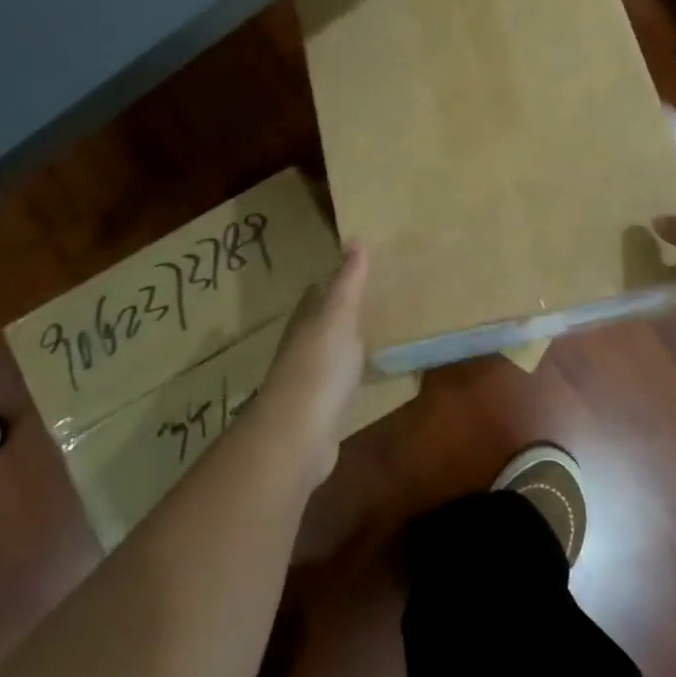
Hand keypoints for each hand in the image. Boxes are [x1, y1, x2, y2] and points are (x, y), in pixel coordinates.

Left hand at [255, 243, 370, 485]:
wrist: (298, 436)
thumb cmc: (319, 367)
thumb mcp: (338, 316)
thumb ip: (348, 282)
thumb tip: (356, 240)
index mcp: (305, 321)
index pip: (317, 293)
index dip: (334, 281)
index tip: (358, 270)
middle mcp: (302, 346)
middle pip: (322, 323)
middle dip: (342, 311)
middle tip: (375, 300)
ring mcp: (309, 381)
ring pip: (330, 353)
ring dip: (348, 343)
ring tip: (377, 333)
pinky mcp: (320, 410)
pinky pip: (339, 383)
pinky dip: (352, 374)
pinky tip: (367, 375)